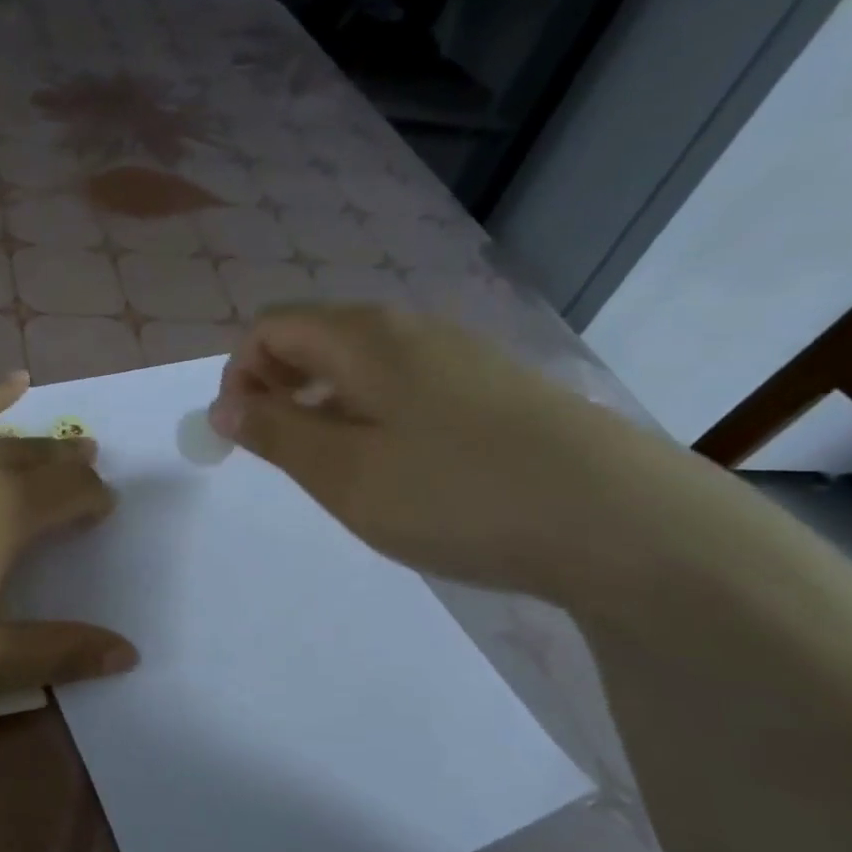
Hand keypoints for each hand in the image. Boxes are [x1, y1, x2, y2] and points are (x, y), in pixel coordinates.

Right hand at [209, 304, 686, 604]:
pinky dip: (374, 415)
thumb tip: (224, 406)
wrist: (627, 524)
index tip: (242, 435)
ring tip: (340, 469)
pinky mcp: (495, 388)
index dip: (239, 374)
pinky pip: (407, 385)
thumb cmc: (458, 495)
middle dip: (280, 389)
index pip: (271, 326)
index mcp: (364, 337)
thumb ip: (274, 434)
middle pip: (316, 338)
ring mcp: (460, 356)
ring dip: (326, 406)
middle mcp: (411, 330)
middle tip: (285, 456)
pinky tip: (402, 469)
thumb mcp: (344, 474)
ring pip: (362, 364)